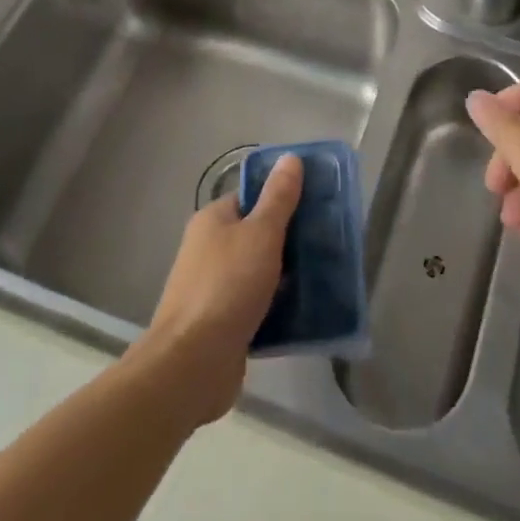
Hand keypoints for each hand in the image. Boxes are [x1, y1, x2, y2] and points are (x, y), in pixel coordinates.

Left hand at [130, 153, 301, 429]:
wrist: (192, 363)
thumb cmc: (227, 286)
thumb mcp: (261, 234)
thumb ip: (278, 198)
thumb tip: (290, 157)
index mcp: (213, 220)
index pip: (251, 197)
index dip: (281, 198)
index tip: (316, 205)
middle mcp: (209, 249)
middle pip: (256, 235)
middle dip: (290, 240)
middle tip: (327, 243)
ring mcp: (213, 287)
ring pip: (259, 272)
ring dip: (286, 276)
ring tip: (324, 277)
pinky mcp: (222, 323)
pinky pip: (256, 305)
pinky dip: (277, 307)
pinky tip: (306, 311)